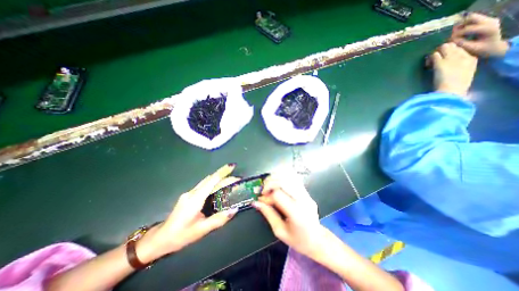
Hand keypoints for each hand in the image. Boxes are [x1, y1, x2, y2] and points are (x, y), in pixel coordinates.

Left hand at [134, 163, 237, 260]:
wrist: (160, 239)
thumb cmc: (180, 236)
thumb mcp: (201, 230)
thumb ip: (219, 219)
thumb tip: (234, 209)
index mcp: (195, 199)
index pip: (212, 180)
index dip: (223, 172)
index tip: (232, 166)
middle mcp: (192, 192)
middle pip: (210, 179)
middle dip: (224, 175)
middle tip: (237, 178)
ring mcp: (189, 193)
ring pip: (207, 181)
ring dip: (219, 178)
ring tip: (230, 181)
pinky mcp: (189, 196)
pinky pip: (204, 186)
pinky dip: (213, 183)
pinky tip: (219, 188)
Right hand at [251, 172, 323, 257]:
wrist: (318, 240)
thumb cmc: (299, 240)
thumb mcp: (280, 231)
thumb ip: (268, 214)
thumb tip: (256, 203)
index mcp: (296, 212)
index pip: (278, 194)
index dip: (267, 195)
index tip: (262, 200)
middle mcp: (302, 199)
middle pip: (283, 181)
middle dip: (270, 182)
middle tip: (264, 190)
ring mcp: (306, 194)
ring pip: (290, 176)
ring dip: (276, 177)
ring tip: (270, 184)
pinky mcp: (307, 192)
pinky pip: (294, 178)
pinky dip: (283, 176)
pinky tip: (278, 182)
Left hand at [430, 42, 477, 94]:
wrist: (452, 90)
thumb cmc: (456, 86)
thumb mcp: (464, 74)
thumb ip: (459, 67)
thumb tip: (449, 65)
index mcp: (472, 58)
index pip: (461, 49)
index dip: (450, 52)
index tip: (443, 59)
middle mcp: (463, 55)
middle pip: (453, 45)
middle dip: (443, 50)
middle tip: (435, 59)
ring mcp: (452, 58)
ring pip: (444, 47)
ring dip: (435, 53)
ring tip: (430, 62)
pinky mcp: (440, 62)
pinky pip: (434, 55)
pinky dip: (429, 58)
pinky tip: (427, 64)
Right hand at [453, 12, 509, 56]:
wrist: (493, 46)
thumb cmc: (480, 50)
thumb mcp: (470, 49)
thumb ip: (461, 44)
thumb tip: (450, 41)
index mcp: (488, 29)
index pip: (468, 29)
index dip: (456, 35)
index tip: (449, 41)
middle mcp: (490, 21)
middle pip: (471, 18)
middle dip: (459, 26)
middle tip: (451, 34)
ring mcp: (489, 19)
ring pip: (471, 18)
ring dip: (461, 25)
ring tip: (455, 34)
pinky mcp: (486, 20)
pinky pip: (472, 20)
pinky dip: (464, 25)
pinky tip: (460, 33)